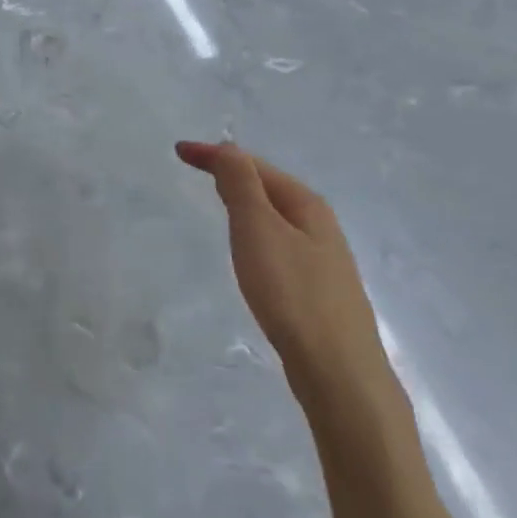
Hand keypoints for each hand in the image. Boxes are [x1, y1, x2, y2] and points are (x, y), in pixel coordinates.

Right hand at [175, 141, 390, 395]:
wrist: (338, 370)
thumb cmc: (292, 293)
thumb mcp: (258, 230)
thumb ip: (241, 186)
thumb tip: (228, 147)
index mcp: (307, 204)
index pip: (254, 166)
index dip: (216, 154)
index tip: (178, 151)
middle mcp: (320, 225)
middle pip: (269, 187)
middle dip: (233, 172)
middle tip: (197, 167)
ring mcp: (322, 259)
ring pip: (276, 216)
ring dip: (246, 201)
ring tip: (219, 199)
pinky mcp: (316, 290)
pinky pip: (279, 243)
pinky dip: (256, 231)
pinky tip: (250, 250)